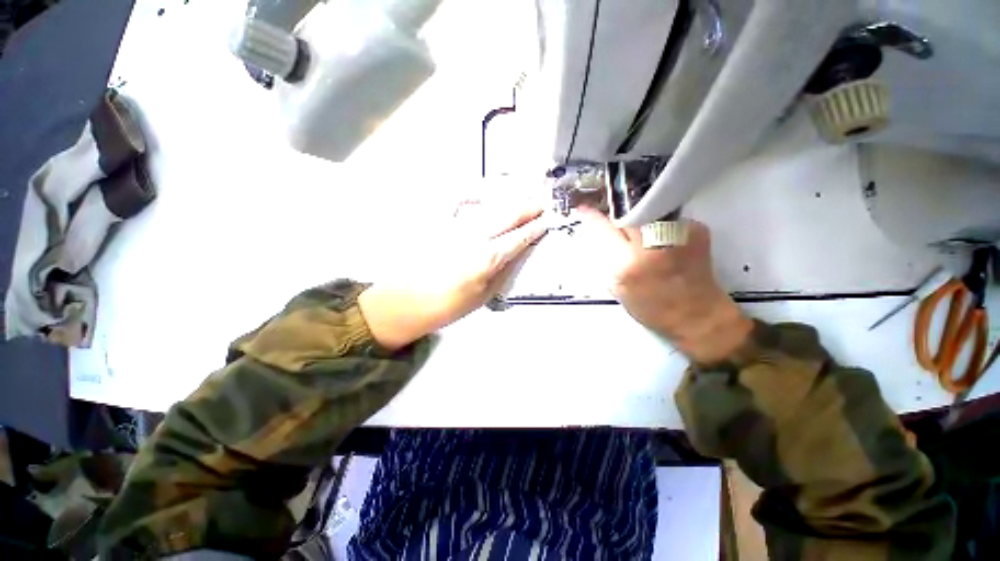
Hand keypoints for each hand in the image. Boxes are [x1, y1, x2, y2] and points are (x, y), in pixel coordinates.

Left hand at [358, 192, 546, 350]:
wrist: (405, 301)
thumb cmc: (447, 306)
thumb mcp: (483, 296)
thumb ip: (503, 271)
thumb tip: (518, 253)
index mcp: (486, 259)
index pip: (518, 237)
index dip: (535, 228)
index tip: (547, 220)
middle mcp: (473, 236)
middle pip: (506, 215)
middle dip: (527, 207)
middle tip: (542, 201)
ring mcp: (454, 225)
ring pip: (488, 204)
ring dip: (508, 196)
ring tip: (523, 191)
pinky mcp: (438, 222)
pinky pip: (460, 200)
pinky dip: (476, 191)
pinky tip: (485, 189)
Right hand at [577, 209, 752, 363]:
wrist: (698, 314)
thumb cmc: (652, 307)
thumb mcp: (617, 288)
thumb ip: (605, 260)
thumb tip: (597, 234)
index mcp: (627, 265)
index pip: (603, 229)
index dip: (592, 217)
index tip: (585, 209)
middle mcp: (651, 245)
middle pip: (626, 213)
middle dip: (618, 216)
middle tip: (619, 225)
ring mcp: (676, 234)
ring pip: (646, 212)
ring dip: (639, 220)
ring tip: (644, 238)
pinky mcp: (696, 228)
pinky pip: (667, 217)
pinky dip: (660, 226)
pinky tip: (665, 243)